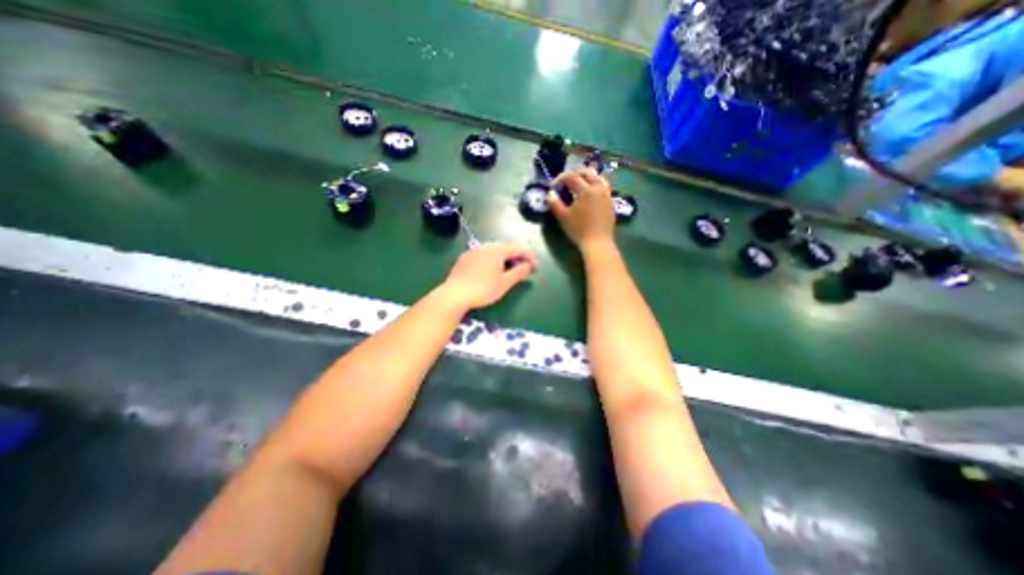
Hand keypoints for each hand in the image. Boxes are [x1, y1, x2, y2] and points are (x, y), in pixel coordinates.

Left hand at [441, 241, 536, 306]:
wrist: (454, 294)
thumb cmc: (483, 289)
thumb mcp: (505, 283)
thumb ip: (519, 272)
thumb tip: (530, 266)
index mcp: (497, 250)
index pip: (518, 248)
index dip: (529, 257)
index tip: (535, 269)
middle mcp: (485, 246)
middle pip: (506, 248)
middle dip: (517, 257)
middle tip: (524, 270)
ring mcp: (473, 251)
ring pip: (494, 251)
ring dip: (505, 259)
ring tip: (509, 271)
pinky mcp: (464, 259)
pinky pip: (483, 256)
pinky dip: (493, 261)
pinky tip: (491, 272)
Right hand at [553, 165, 613, 246]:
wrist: (598, 242)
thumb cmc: (579, 230)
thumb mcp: (563, 217)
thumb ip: (555, 203)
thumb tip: (550, 193)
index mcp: (586, 190)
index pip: (572, 176)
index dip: (561, 178)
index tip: (554, 185)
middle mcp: (598, 188)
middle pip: (588, 172)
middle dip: (575, 173)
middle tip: (566, 181)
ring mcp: (607, 194)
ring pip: (598, 177)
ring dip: (587, 177)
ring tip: (579, 184)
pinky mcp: (610, 202)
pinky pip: (604, 186)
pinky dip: (595, 184)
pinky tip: (590, 194)